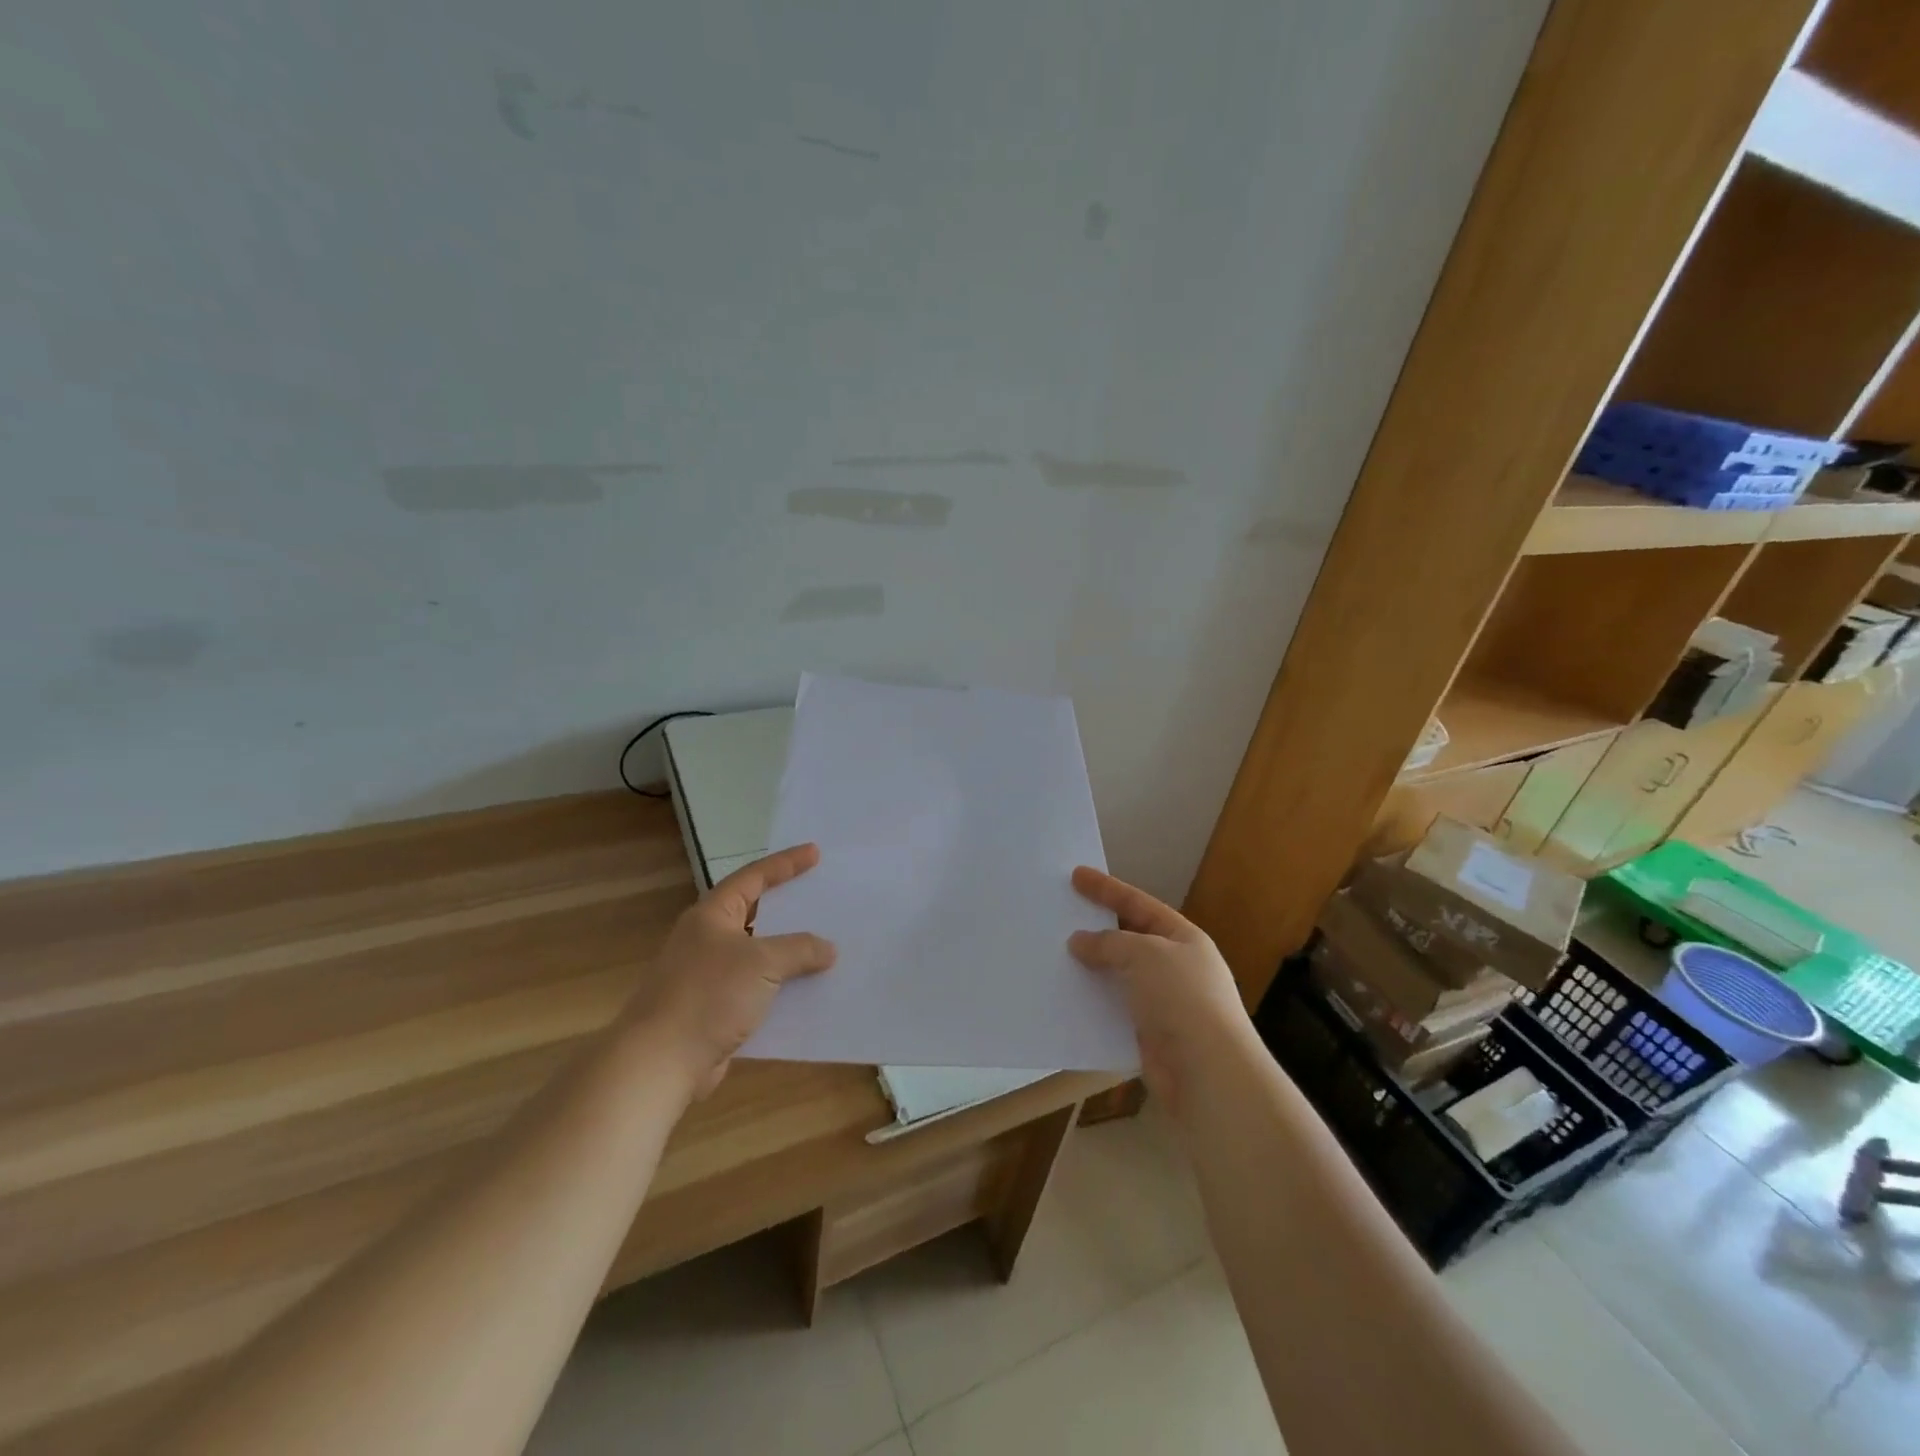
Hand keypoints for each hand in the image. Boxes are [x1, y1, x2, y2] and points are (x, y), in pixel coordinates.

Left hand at [621, 844, 836, 1097]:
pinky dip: (780, 989)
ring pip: (757, 955)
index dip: (785, 864)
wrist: (659, 1062)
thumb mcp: (762, 963)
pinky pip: (756, 990)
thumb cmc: (708, 996)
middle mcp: (707, 939)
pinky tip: (807, 994)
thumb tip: (828, 949)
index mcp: (712, 915)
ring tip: (825, 947)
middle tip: (822, 898)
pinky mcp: (713, 1010)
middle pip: (755, 914)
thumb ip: (799, 949)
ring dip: (788, 954)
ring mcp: (707, 976)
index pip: (753, 877)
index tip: (815, 853)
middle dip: (789, 908)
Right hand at [1068, 866, 1259, 1117]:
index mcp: (1183, 938)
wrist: (1207, 1072)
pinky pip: (1115, 1010)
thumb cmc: (1181, 998)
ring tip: (1055, 957)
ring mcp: (1164, 1003)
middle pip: (1129, 939)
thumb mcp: (1144, 954)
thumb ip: (1109, 943)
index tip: (1076, 875)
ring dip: (1092, 969)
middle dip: (1097, 929)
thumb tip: (1080, 942)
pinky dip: (1093, 1002)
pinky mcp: (1150, 1035)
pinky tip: (1067, 997)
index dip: (1107, 889)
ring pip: (1119, 976)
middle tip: (1061, 917)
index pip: (1139, 904)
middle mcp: (1176, 967)